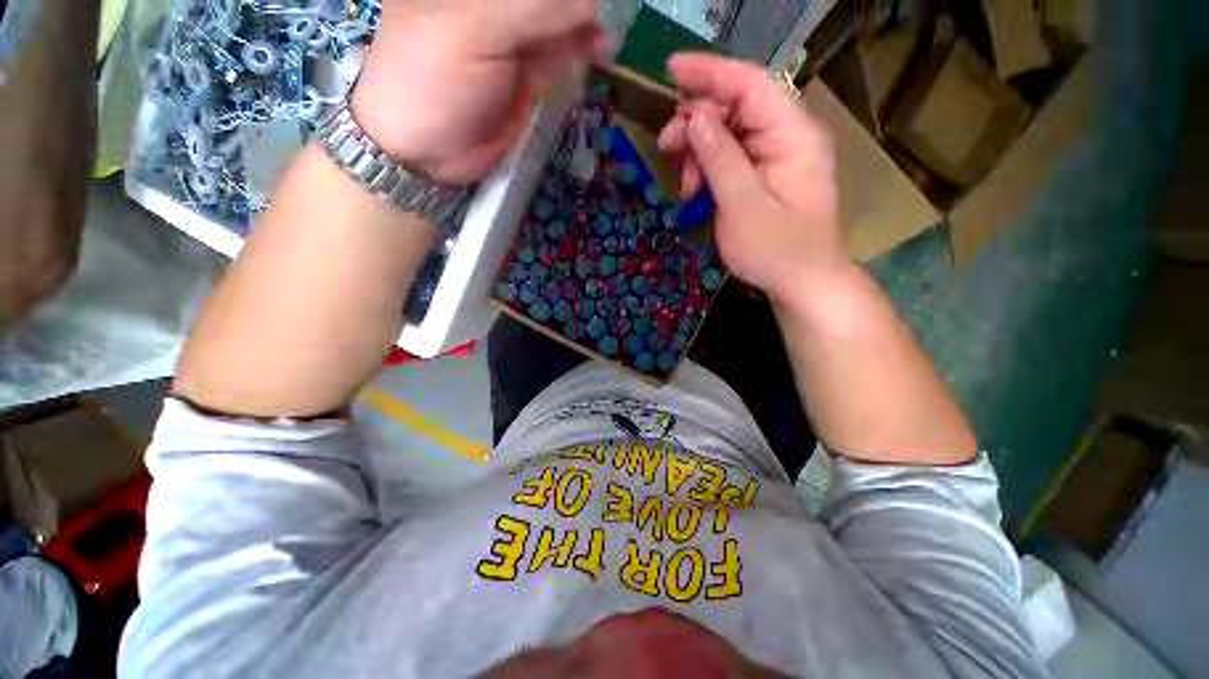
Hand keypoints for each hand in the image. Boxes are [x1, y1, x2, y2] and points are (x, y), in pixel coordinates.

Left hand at [352, 0, 611, 185]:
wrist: (428, 150)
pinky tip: (601, 49)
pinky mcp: (527, 74)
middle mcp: (491, 3)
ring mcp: (512, 38)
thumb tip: (590, 4)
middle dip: (579, 3)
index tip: (598, 0)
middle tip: (612, 7)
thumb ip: (534, 9)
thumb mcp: (477, 29)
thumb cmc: (433, 79)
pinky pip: (560, 53)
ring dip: (587, 22)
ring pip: (558, 18)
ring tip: (609, 35)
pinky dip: (582, 48)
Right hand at [658, 54, 845, 300]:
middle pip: (735, 107)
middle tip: (666, 147)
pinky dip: (707, 169)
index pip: (750, 84)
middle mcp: (787, 136)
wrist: (802, 283)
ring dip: (698, 151)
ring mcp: (776, 156)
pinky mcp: (764, 174)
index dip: (710, 72)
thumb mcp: (743, 207)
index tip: (670, 69)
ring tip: (684, 184)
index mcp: (793, 135)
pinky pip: (730, 157)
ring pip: (728, 133)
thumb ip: (720, 159)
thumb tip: (694, 117)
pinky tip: (695, 191)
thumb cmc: (777, 251)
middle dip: (696, 123)